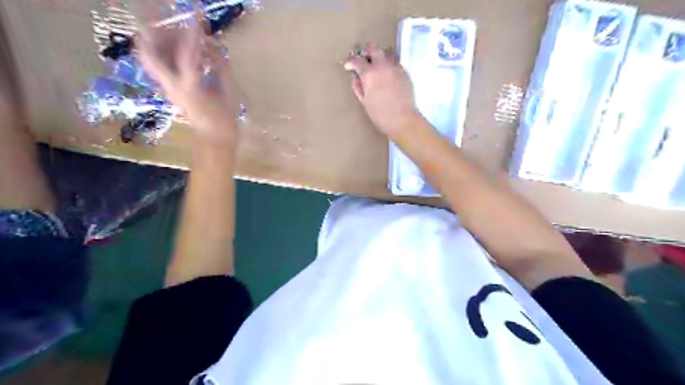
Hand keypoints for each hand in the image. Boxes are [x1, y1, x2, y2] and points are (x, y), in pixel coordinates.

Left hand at [136, 16, 237, 146]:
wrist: (213, 141)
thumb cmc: (225, 122)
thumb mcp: (229, 94)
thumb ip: (221, 68)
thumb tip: (214, 48)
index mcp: (190, 87)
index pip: (187, 53)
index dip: (192, 32)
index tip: (196, 14)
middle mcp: (172, 85)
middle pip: (149, 52)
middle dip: (154, 31)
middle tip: (166, 17)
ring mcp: (168, 88)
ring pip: (150, 58)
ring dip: (158, 41)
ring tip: (174, 31)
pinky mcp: (171, 90)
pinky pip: (160, 66)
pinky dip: (164, 53)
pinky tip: (179, 48)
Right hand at [345, 44, 420, 138]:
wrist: (403, 119)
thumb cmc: (381, 114)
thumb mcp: (365, 102)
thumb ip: (359, 87)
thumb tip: (357, 78)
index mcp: (369, 74)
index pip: (357, 60)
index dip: (350, 62)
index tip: (348, 66)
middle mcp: (382, 66)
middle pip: (373, 48)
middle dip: (365, 51)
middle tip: (363, 59)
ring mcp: (395, 67)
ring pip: (386, 53)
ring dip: (379, 57)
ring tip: (376, 67)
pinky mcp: (405, 73)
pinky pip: (395, 63)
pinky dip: (389, 66)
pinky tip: (387, 76)